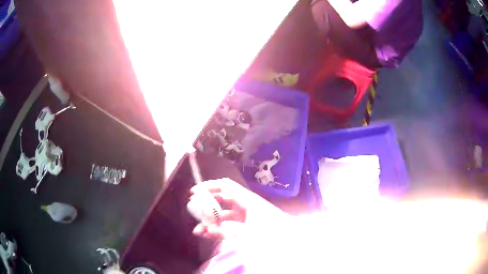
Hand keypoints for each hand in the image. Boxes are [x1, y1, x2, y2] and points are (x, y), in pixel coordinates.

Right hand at [190, 178, 287, 238]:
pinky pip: (227, 225)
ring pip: (222, 215)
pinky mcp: (244, 225)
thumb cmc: (274, 231)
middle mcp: (243, 205)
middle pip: (220, 199)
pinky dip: (217, 229)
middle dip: (205, 204)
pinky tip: (207, 235)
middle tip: (192, 209)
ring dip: (210, 221)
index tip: (194, 192)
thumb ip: (229, 230)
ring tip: (198, 230)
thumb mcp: (251, 231)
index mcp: (246, 199)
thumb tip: (208, 229)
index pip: (224, 186)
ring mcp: (243, 216)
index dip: (209, 187)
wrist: (290, 237)